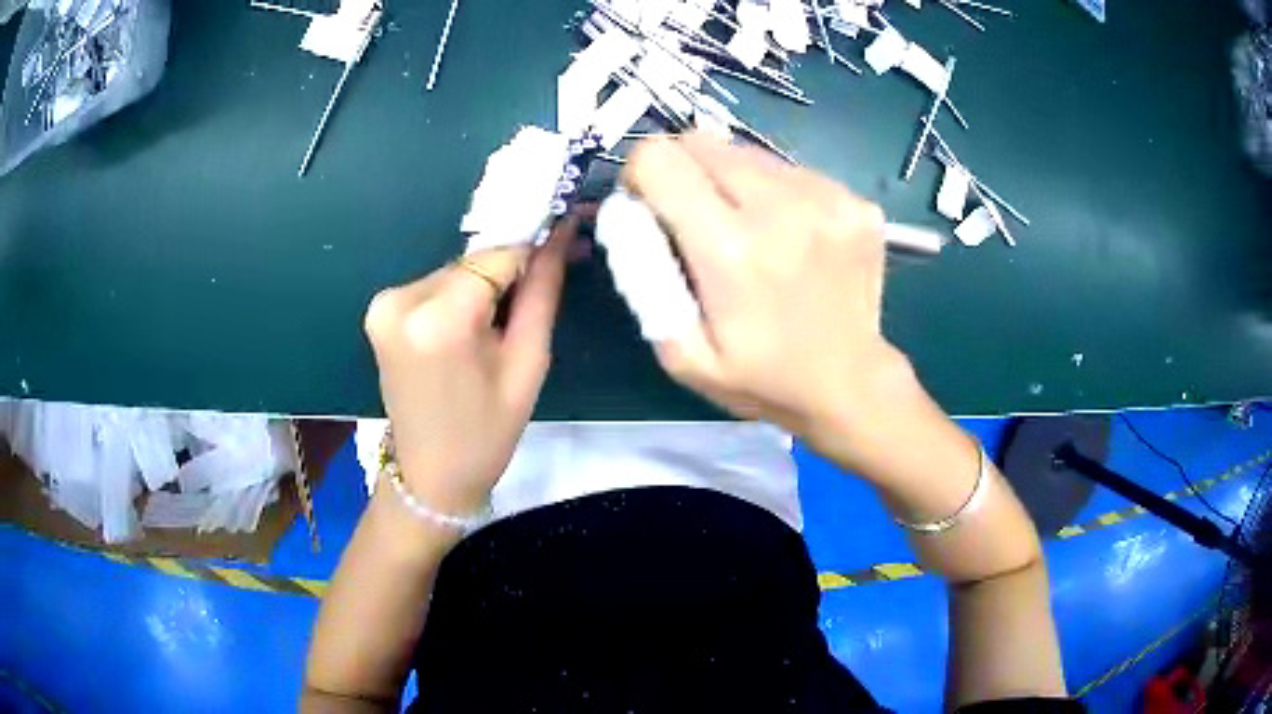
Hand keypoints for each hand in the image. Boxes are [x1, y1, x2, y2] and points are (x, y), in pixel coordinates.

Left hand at [363, 221, 574, 516]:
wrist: (429, 477)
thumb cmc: (487, 433)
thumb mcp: (527, 364)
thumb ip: (543, 291)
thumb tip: (561, 233)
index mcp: (439, 319)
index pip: (498, 254)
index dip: (535, 246)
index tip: (565, 239)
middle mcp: (402, 300)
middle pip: (474, 261)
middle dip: (510, 268)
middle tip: (544, 285)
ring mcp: (384, 304)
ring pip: (455, 270)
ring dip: (484, 283)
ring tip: (505, 320)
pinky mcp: (380, 311)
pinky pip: (434, 286)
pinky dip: (460, 295)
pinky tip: (474, 325)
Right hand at [624, 133, 919, 470]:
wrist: (850, 385)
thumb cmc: (760, 377)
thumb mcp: (681, 353)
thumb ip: (644, 278)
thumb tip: (629, 211)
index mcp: (731, 250)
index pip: (660, 158)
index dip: (641, 174)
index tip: (651, 205)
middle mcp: (783, 209)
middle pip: (702, 141)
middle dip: (683, 170)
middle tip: (696, 218)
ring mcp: (828, 199)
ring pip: (747, 152)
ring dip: (732, 180)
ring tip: (750, 231)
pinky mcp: (855, 200)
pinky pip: (791, 170)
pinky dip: (776, 191)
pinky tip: (789, 235)